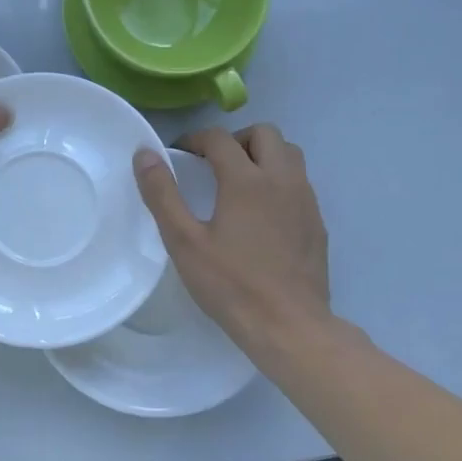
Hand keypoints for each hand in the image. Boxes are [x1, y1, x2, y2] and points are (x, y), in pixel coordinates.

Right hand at [134, 125, 331, 360]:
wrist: (289, 326)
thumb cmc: (231, 285)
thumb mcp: (184, 242)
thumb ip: (163, 195)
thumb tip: (144, 154)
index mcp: (247, 180)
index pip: (219, 139)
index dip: (195, 139)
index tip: (179, 154)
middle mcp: (282, 180)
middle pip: (264, 134)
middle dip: (235, 140)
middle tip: (212, 165)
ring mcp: (306, 201)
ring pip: (289, 155)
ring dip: (262, 155)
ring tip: (238, 184)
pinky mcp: (317, 223)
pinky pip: (299, 183)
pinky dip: (278, 180)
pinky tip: (261, 214)